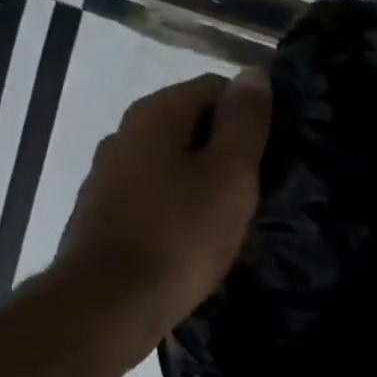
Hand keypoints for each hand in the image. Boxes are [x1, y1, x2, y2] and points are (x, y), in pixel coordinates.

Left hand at [55, 68, 271, 331]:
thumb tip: (253, 74)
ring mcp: (108, 177)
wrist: (111, 302)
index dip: (250, 114)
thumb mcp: (230, 175)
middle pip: (189, 125)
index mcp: (156, 114)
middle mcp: (125, 134)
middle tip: (257, 191)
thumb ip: (245, 123)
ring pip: (170, 164)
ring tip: (230, 219)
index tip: (272, 154)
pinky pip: (154, 198)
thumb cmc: (181, 234)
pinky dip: (178, 209)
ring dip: (202, 182)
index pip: (214, 87)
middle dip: (226, 150)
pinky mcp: (104, 217)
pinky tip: (194, 241)